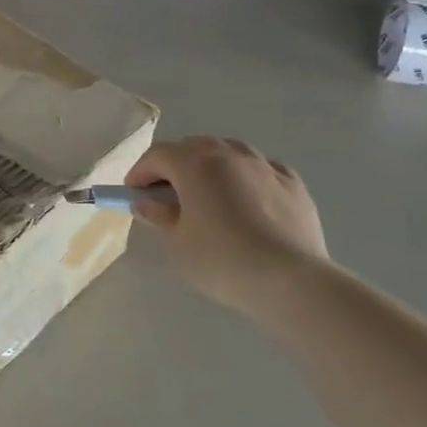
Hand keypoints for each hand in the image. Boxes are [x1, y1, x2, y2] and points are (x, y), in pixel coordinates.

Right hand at [126, 137, 329, 310]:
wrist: (290, 279)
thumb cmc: (222, 260)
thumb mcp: (177, 244)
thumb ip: (159, 217)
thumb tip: (147, 203)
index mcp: (195, 164)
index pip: (157, 155)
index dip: (141, 172)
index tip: (133, 193)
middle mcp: (229, 154)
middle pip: (193, 147)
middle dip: (174, 166)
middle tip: (167, 195)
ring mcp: (264, 165)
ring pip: (229, 152)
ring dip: (211, 166)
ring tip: (208, 195)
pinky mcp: (293, 183)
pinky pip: (261, 169)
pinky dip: (246, 177)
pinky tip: (247, 199)